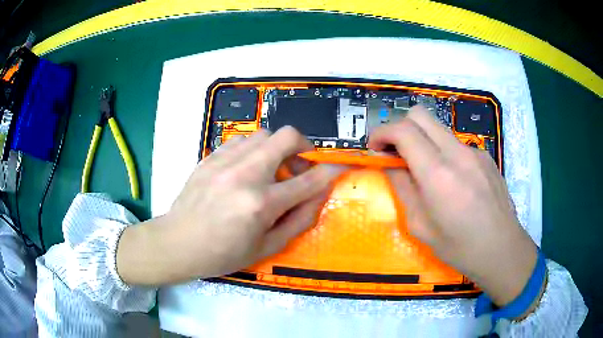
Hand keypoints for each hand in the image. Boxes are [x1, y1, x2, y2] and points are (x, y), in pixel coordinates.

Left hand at [117, 127, 342, 284]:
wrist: (178, 243)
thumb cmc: (223, 253)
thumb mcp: (266, 248)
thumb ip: (298, 221)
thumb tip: (318, 196)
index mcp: (261, 204)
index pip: (308, 180)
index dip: (330, 171)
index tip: (338, 167)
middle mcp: (245, 175)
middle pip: (286, 137)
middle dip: (303, 146)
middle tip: (298, 165)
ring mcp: (224, 161)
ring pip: (263, 134)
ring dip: (275, 148)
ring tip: (269, 168)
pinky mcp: (210, 157)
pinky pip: (240, 140)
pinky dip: (252, 150)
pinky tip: (245, 168)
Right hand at [369, 106, 538, 308]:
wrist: (501, 248)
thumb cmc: (459, 246)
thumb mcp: (420, 225)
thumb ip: (403, 188)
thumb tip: (391, 164)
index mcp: (438, 174)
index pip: (403, 130)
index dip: (382, 132)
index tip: (374, 147)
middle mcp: (458, 153)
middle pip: (420, 115)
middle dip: (400, 127)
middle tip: (395, 151)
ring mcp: (475, 151)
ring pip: (439, 129)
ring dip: (423, 141)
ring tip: (426, 171)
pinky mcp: (486, 156)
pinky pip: (456, 144)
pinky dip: (444, 153)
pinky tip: (453, 181)